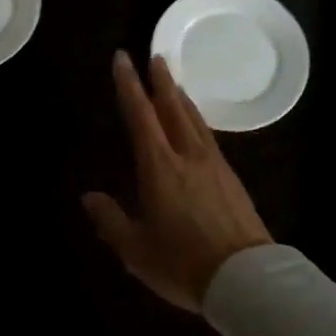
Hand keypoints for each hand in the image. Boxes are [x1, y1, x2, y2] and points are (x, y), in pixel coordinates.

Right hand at [82, 51, 272, 310]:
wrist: (246, 278)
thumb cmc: (183, 263)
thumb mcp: (136, 250)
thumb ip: (110, 220)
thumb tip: (89, 196)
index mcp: (160, 167)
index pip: (140, 116)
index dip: (129, 85)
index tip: (123, 59)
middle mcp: (187, 156)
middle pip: (172, 108)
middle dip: (161, 81)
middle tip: (156, 56)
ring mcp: (214, 165)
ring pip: (194, 120)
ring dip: (181, 97)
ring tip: (174, 83)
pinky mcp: (232, 178)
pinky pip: (209, 137)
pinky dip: (198, 120)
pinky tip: (198, 127)